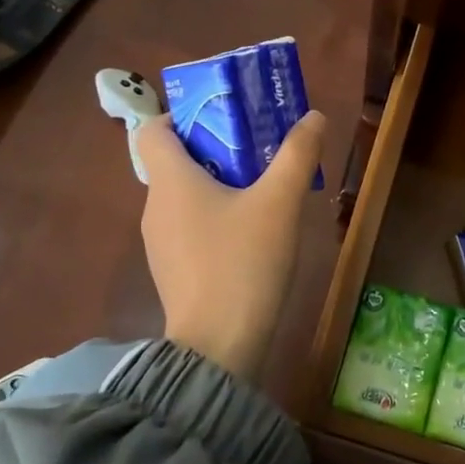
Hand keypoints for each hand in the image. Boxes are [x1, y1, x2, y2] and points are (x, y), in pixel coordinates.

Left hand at [134, 112, 327, 378]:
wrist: (218, 347)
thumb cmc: (243, 263)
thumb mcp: (279, 203)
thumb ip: (297, 155)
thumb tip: (312, 116)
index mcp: (170, 181)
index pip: (152, 129)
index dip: (181, 116)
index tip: (222, 117)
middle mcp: (155, 207)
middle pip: (174, 161)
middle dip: (215, 147)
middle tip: (258, 147)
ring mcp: (160, 243)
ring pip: (184, 196)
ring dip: (217, 184)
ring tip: (262, 188)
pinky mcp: (173, 271)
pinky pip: (189, 227)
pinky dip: (214, 217)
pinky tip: (251, 233)